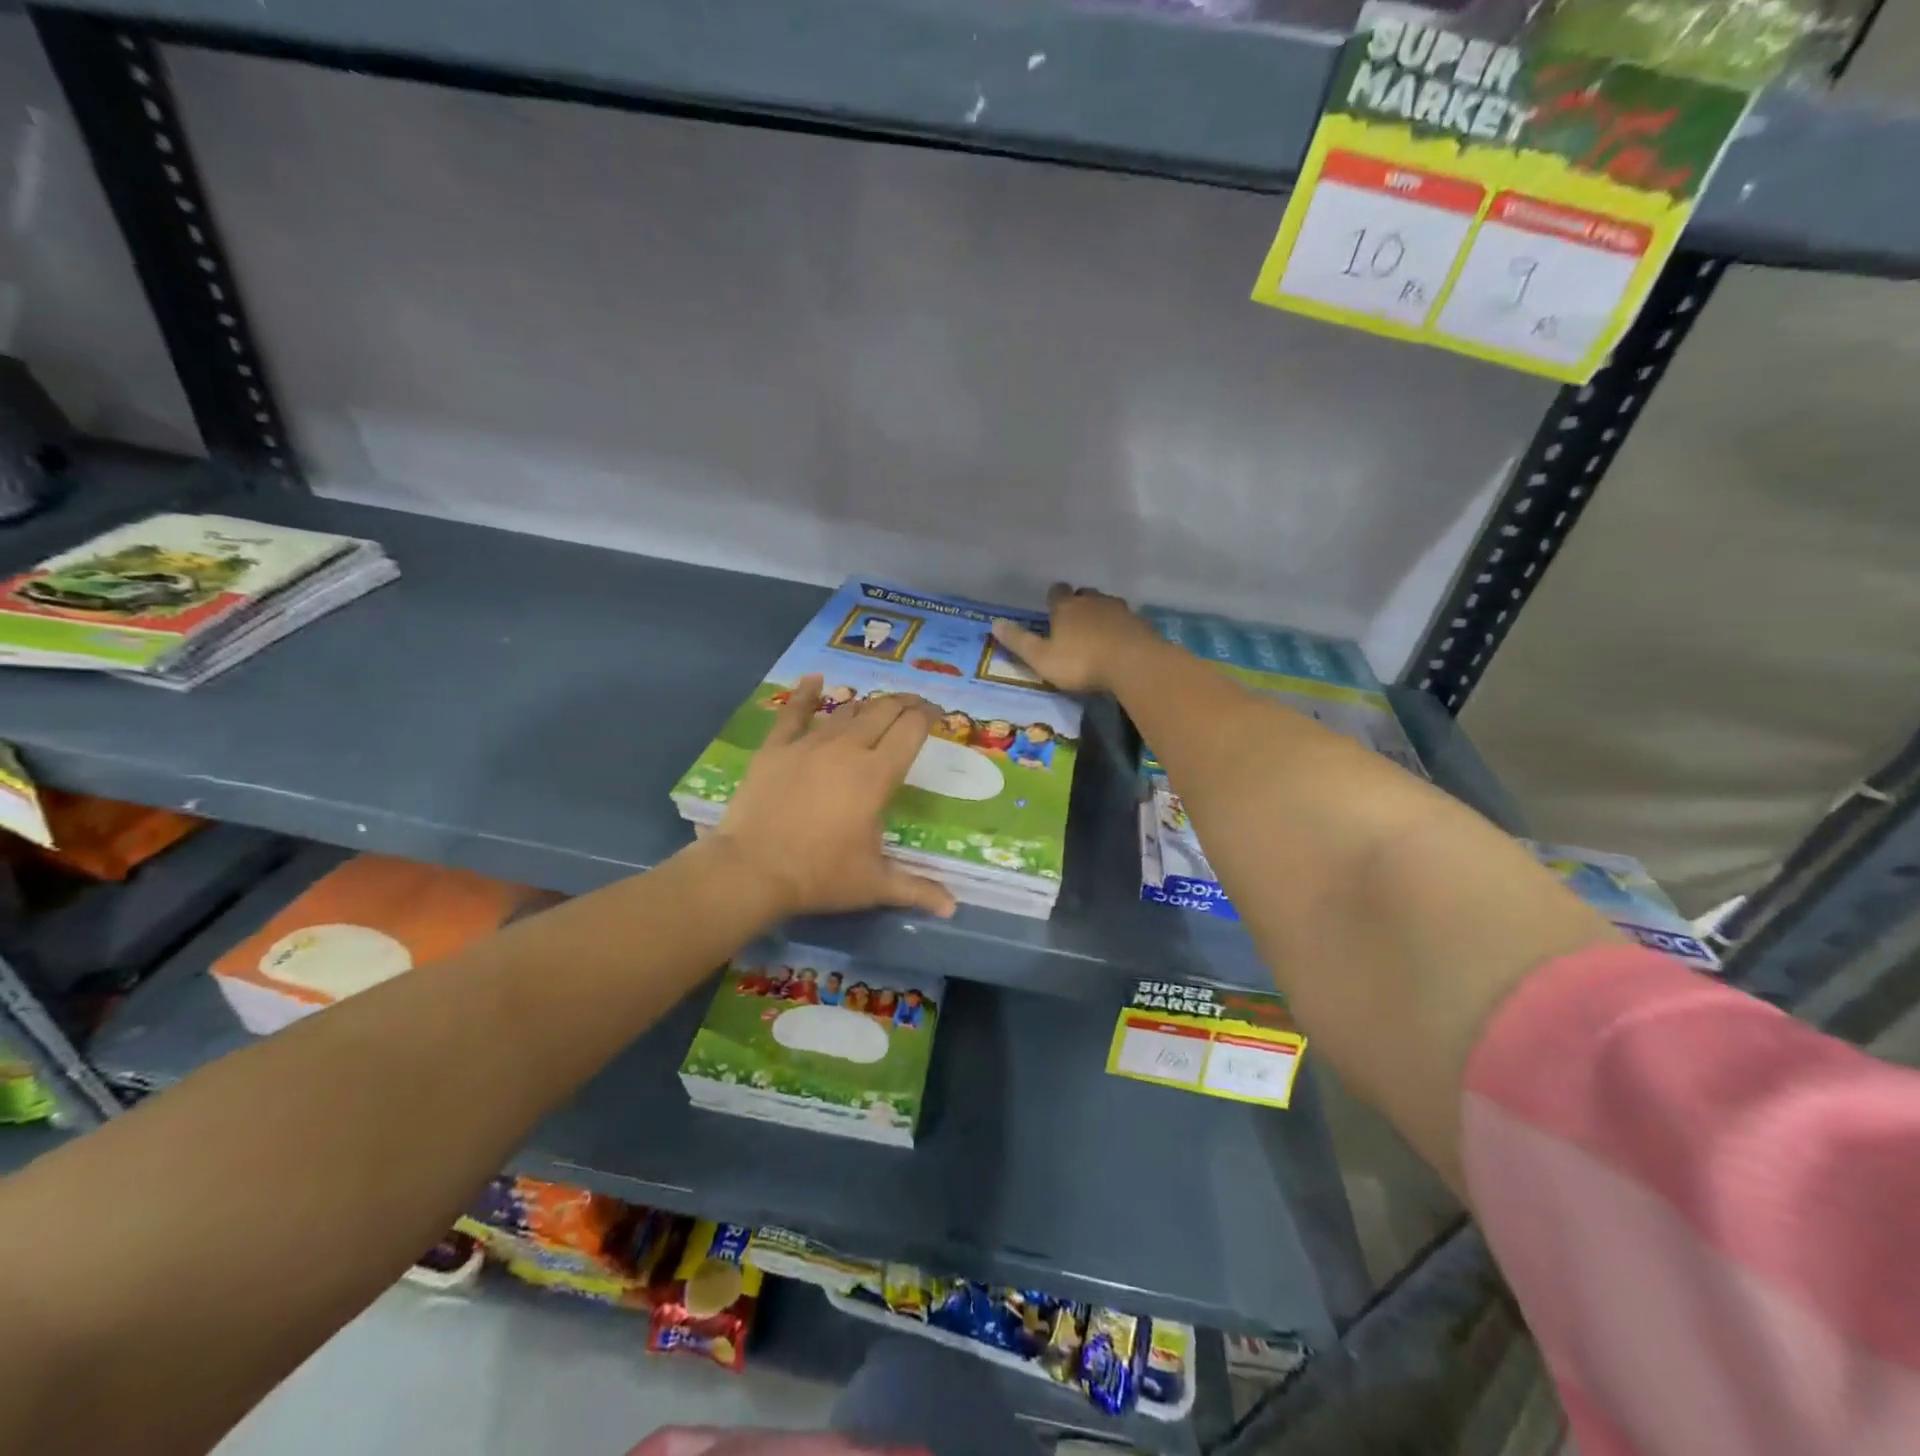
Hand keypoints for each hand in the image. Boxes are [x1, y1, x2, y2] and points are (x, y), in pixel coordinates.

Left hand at [707, 675, 957, 921]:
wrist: (751, 870)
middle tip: (918, 704)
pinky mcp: (776, 748)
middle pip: (883, 712)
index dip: (929, 716)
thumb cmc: (818, 876)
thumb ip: (916, 889)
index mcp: (876, 775)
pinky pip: (793, 714)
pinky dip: (805, 694)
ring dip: (869, 705)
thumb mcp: (873, 885)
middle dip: (905, 703)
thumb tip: (953, 908)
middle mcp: (847, 749)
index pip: (910, 730)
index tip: (939, 715)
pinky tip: (814, 679)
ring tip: (881, 704)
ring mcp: (808, 744)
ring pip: (846, 712)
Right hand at [990, 583, 1156, 692]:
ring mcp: (1119, 609)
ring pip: (1106, 604)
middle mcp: (1092, 601)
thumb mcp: (1042, 658)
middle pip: (1083, 594)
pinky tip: (1119, 642)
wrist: (1133, 664)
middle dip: (1078, 603)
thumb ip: (1019, 642)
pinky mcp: (1140, 623)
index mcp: (1066, 607)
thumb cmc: (1081, 662)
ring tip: (1097, 632)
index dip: (1053, 598)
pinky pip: (1126, 620)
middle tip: (1074, 621)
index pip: (1056, 592)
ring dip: (1100, 614)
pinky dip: (1120, 627)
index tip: (1052, 607)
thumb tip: (994, 624)